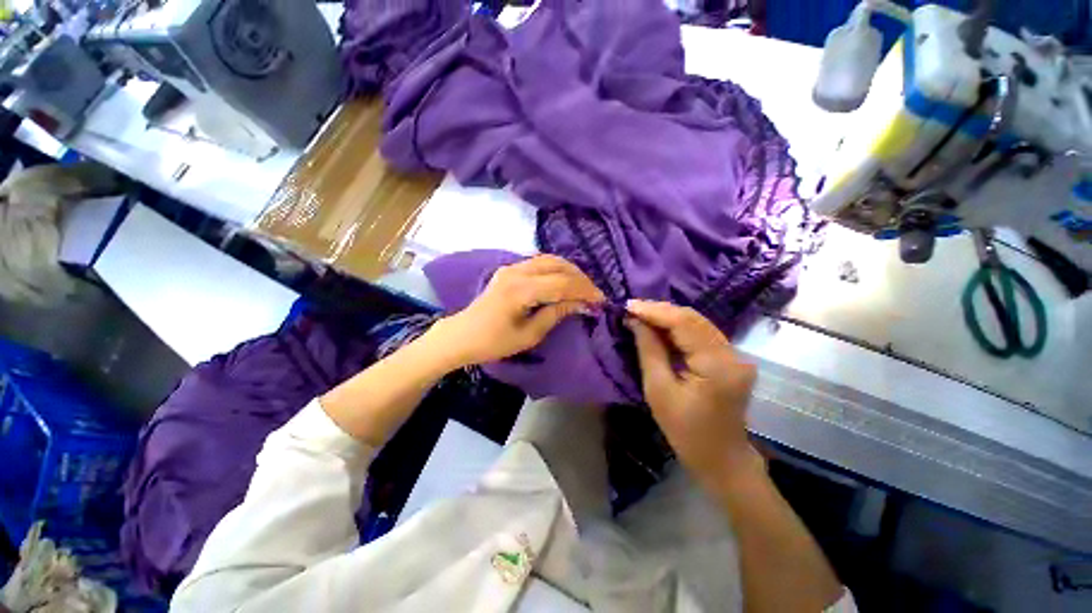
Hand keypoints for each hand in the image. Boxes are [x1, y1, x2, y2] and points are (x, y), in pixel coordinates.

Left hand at [428, 255, 604, 368]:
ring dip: (571, 271)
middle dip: (581, 279)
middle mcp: (517, 271)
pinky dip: (557, 268)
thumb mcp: (529, 335)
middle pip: (559, 266)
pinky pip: (540, 262)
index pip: (563, 283)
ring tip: (583, 287)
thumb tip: (581, 304)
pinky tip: (565, 280)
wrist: (462, 334)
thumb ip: (556, 313)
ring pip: (550, 259)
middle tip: (594, 295)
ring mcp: (512, 267)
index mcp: (521, 290)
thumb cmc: (494, 342)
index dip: (585, 291)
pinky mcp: (509, 269)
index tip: (601, 302)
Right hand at [625, 300, 760, 487]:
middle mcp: (732, 354)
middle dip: (660, 310)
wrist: (722, 459)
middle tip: (632, 309)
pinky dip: (678, 327)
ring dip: (668, 316)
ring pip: (698, 323)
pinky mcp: (731, 358)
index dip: (654, 311)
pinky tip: (659, 326)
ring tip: (641, 314)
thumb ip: (649, 351)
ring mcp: (735, 355)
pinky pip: (701, 333)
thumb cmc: (685, 431)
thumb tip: (635, 321)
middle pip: (693, 318)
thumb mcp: (658, 391)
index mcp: (716, 365)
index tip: (628, 306)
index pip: (684, 324)